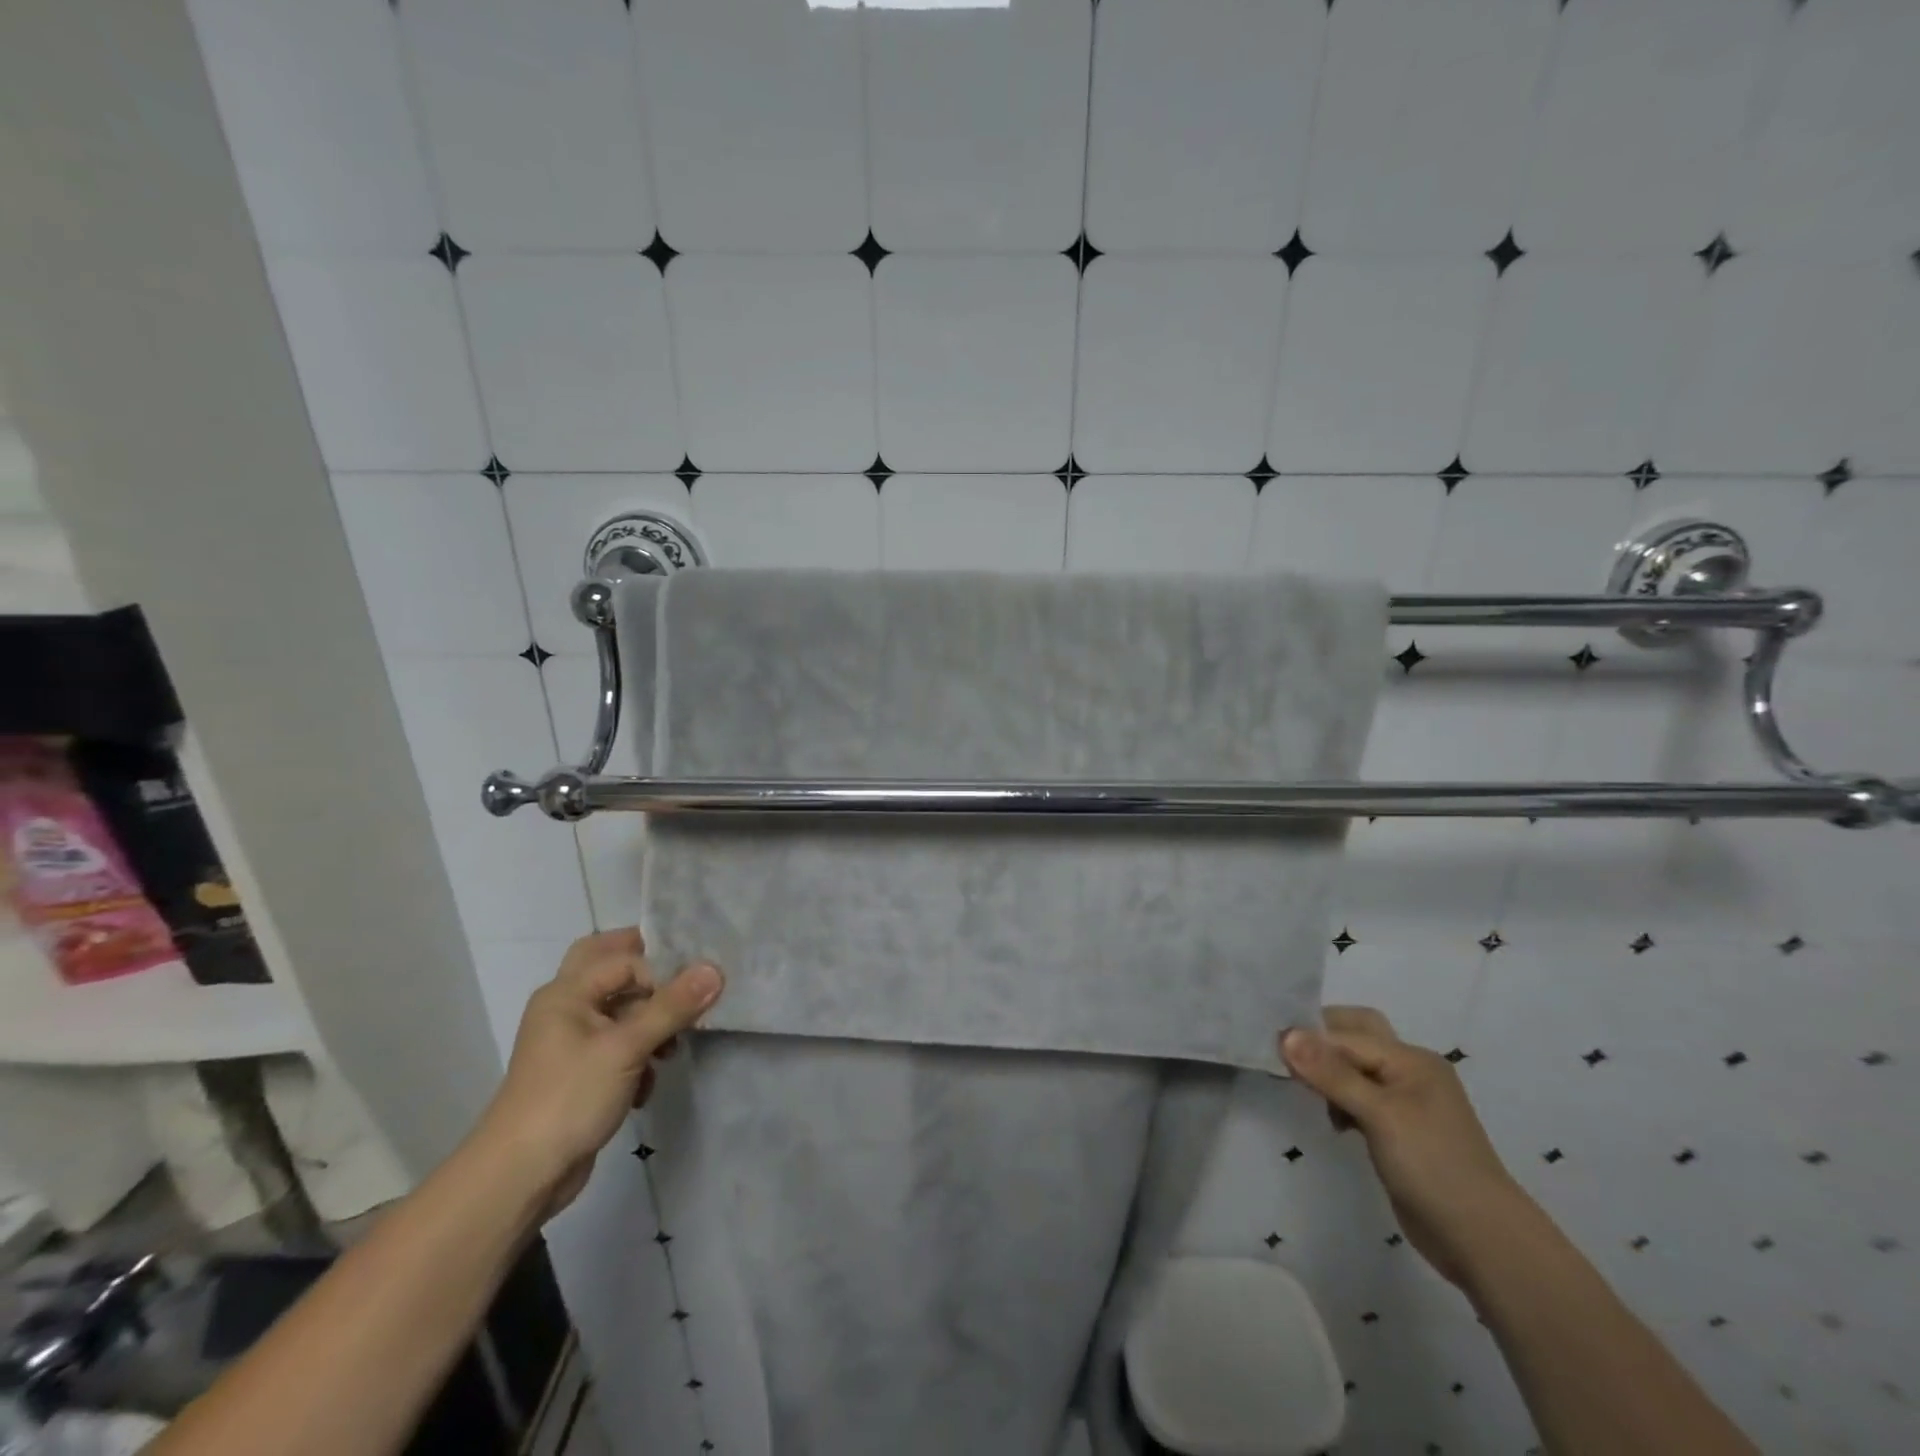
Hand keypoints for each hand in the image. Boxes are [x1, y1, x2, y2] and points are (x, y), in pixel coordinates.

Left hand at [477, 928, 723, 1218]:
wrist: (520, 1177)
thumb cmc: (569, 1098)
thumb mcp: (626, 1048)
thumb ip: (673, 1007)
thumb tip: (716, 969)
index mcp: (567, 992)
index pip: (626, 959)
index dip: (662, 971)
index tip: (696, 993)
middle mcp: (566, 1008)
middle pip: (612, 970)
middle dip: (650, 974)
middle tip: (687, 980)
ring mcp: (572, 1042)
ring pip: (620, 1010)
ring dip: (651, 1021)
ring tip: (674, 1045)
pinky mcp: (581, 1073)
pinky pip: (619, 1046)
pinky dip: (639, 1055)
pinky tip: (649, 1082)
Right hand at [1281, 1006, 1528, 1287]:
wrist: (1482, 1240)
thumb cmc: (1432, 1165)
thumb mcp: (1379, 1114)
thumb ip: (1331, 1073)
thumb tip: (1286, 1035)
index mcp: (1411, 1059)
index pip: (1347, 1034)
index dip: (1310, 1038)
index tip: (1270, 1048)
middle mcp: (1409, 1072)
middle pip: (1356, 1039)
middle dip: (1321, 1043)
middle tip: (1287, 1058)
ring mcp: (1406, 1103)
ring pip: (1355, 1069)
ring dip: (1328, 1074)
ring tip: (1305, 1091)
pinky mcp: (1399, 1132)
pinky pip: (1360, 1098)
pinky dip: (1340, 1100)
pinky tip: (1332, 1120)